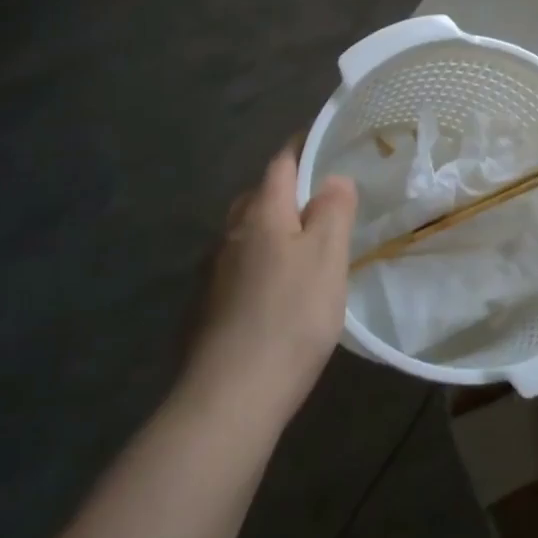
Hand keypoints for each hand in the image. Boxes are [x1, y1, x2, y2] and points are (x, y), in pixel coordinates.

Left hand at [187, 147, 356, 420]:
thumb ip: (332, 210)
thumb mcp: (327, 256)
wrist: (229, 397)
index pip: (280, 164)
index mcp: (261, 214)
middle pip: (258, 196)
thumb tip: (332, 180)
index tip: (322, 141)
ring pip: (245, 233)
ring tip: (303, 244)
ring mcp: (212, 272)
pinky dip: (259, 262)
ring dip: (272, 228)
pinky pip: (238, 266)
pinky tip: (276, 289)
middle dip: (286, 189)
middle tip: (321, 198)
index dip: (301, 147)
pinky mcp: (205, 308)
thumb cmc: (290, 316)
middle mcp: (230, 234)